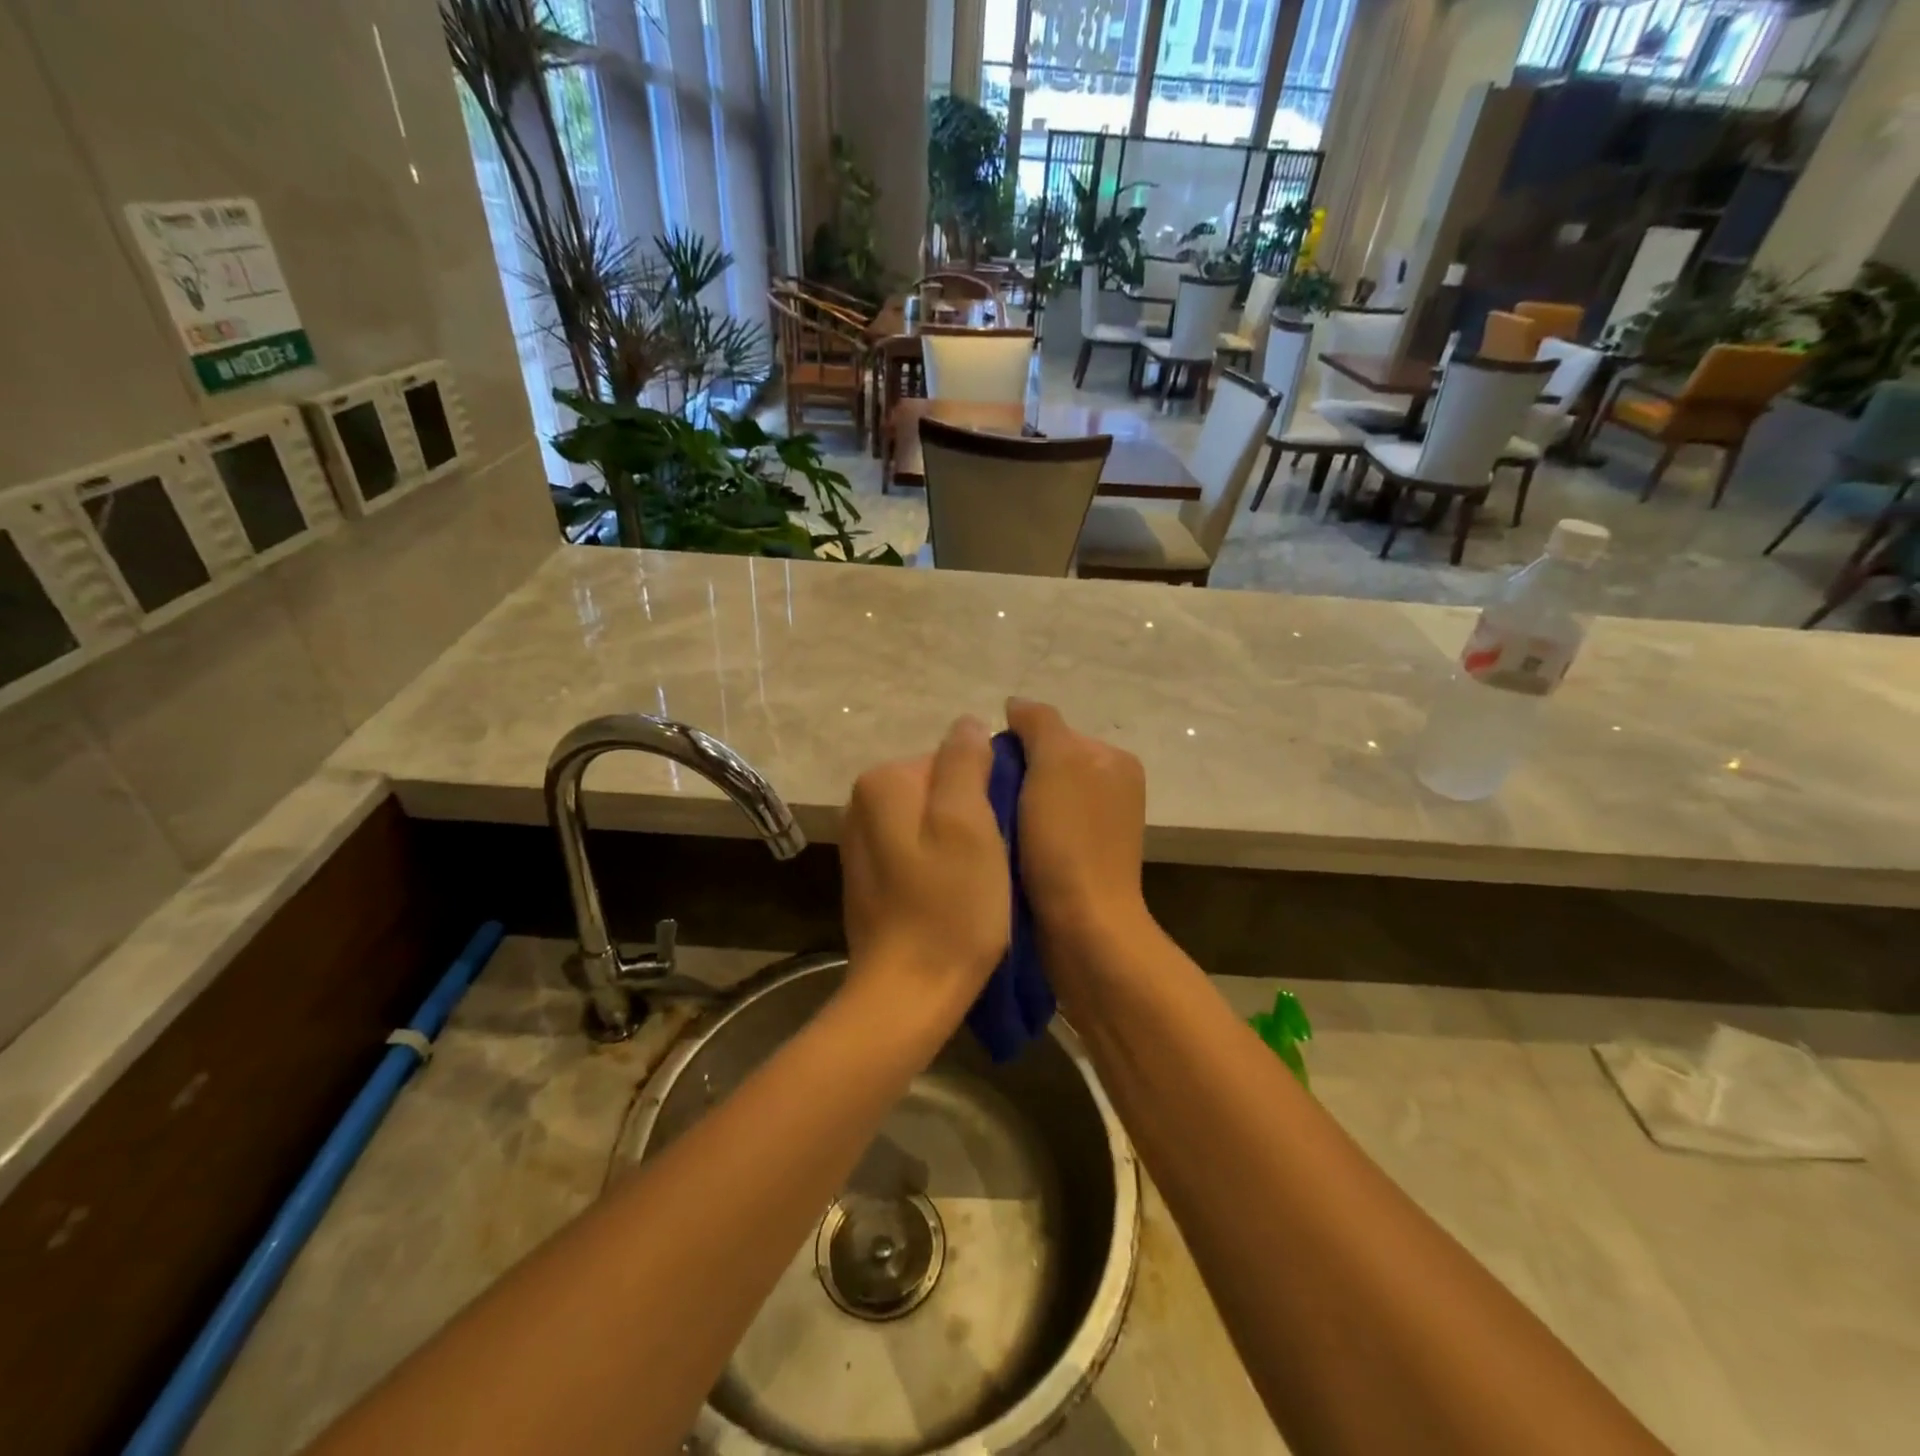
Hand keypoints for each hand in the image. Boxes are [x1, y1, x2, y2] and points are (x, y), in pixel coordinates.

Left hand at [840, 716, 1009, 1020]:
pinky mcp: (870, 876)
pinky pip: (918, 850)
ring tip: (980, 881)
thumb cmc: (950, 905)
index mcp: (883, 781)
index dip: (988, 791)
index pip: (953, 759)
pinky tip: (956, 895)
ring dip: (962, 842)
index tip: (1004, 831)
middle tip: (996, 858)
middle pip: (941, 788)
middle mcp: (861, 803)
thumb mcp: (969, 823)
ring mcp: (862, 842)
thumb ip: (965, 762)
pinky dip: (942, 864)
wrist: (907, 993)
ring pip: (932, 820)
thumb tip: (969, 724)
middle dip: (973, 815)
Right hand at [1003, 699, 1150, 958]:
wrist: (1084, 928)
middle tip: (979, 801)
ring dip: (1011, 810)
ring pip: (1038, 802)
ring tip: (986, 827)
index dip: (1012, 746)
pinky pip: (1041, 833)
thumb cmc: (1069, 840)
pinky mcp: (1081, 862)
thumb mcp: (1055, 763)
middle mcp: (1112, 789)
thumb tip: (1016, 705)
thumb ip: (1038, 724)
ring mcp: (1099, 828)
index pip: (1050, 732)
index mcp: (1114, 760)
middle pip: (1043, 767)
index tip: (983, 773)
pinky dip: (1019, 836)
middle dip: (1011, 779)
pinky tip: (1001, 849)